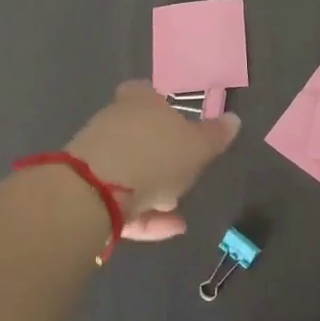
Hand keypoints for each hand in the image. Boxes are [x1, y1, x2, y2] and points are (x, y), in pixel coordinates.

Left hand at [67, 81, 240, 240]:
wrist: (95, 193)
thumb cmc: (155, 154)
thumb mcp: (197, 146)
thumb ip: (215, 135)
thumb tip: (233, 119)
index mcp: (139, 101)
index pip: (145, 91)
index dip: (160, 104)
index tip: (176, 120)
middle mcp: (113, 122)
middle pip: (139, 135)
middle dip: (162, 157)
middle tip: (185, 175)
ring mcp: (96, 156)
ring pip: (131, 171)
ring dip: (155, 190)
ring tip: (177, 212)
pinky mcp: (86, 190)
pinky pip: (122, 200)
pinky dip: (144, 213)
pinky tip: (169, 229)